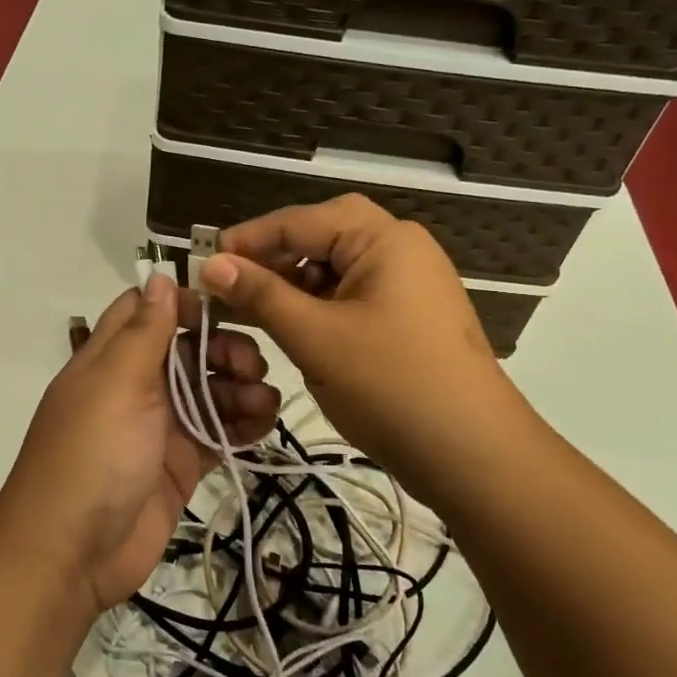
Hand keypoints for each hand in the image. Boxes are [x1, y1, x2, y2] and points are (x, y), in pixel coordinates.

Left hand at [0, 274, 280, 612]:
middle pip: (189, 349)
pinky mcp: (182, 463)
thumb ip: (144, 331)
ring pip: (210, 390)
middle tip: (251, 366)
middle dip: (225, 350)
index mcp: (111, 358)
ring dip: (241, 388)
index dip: (185, 304)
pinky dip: (243, 425)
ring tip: (263, 403)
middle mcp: (136, 385)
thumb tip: (159, 275)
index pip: (147, 311)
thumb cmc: (92, 455)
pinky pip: (219, 432)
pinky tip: (262, 425)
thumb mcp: (116, 383)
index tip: (225, 310)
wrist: (71, 553)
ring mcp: (160, 426)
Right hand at [189, 195, 525, 504]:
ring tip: (251, 312)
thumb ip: (261, 295)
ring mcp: (407, 286)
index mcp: (384, 239)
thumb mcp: (315, 337)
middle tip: (229, 286)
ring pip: (334, 271)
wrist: (473, 456)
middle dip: (273, 260)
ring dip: (292, 286)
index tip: (203, 263)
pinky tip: (291, 332)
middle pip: (321, 239)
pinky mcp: (406, 320)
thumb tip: (211, 264)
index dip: (249, 239)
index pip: (301, 220)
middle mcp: (400, 250)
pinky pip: (350, 299)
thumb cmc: (391, 385)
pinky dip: (316, 309)